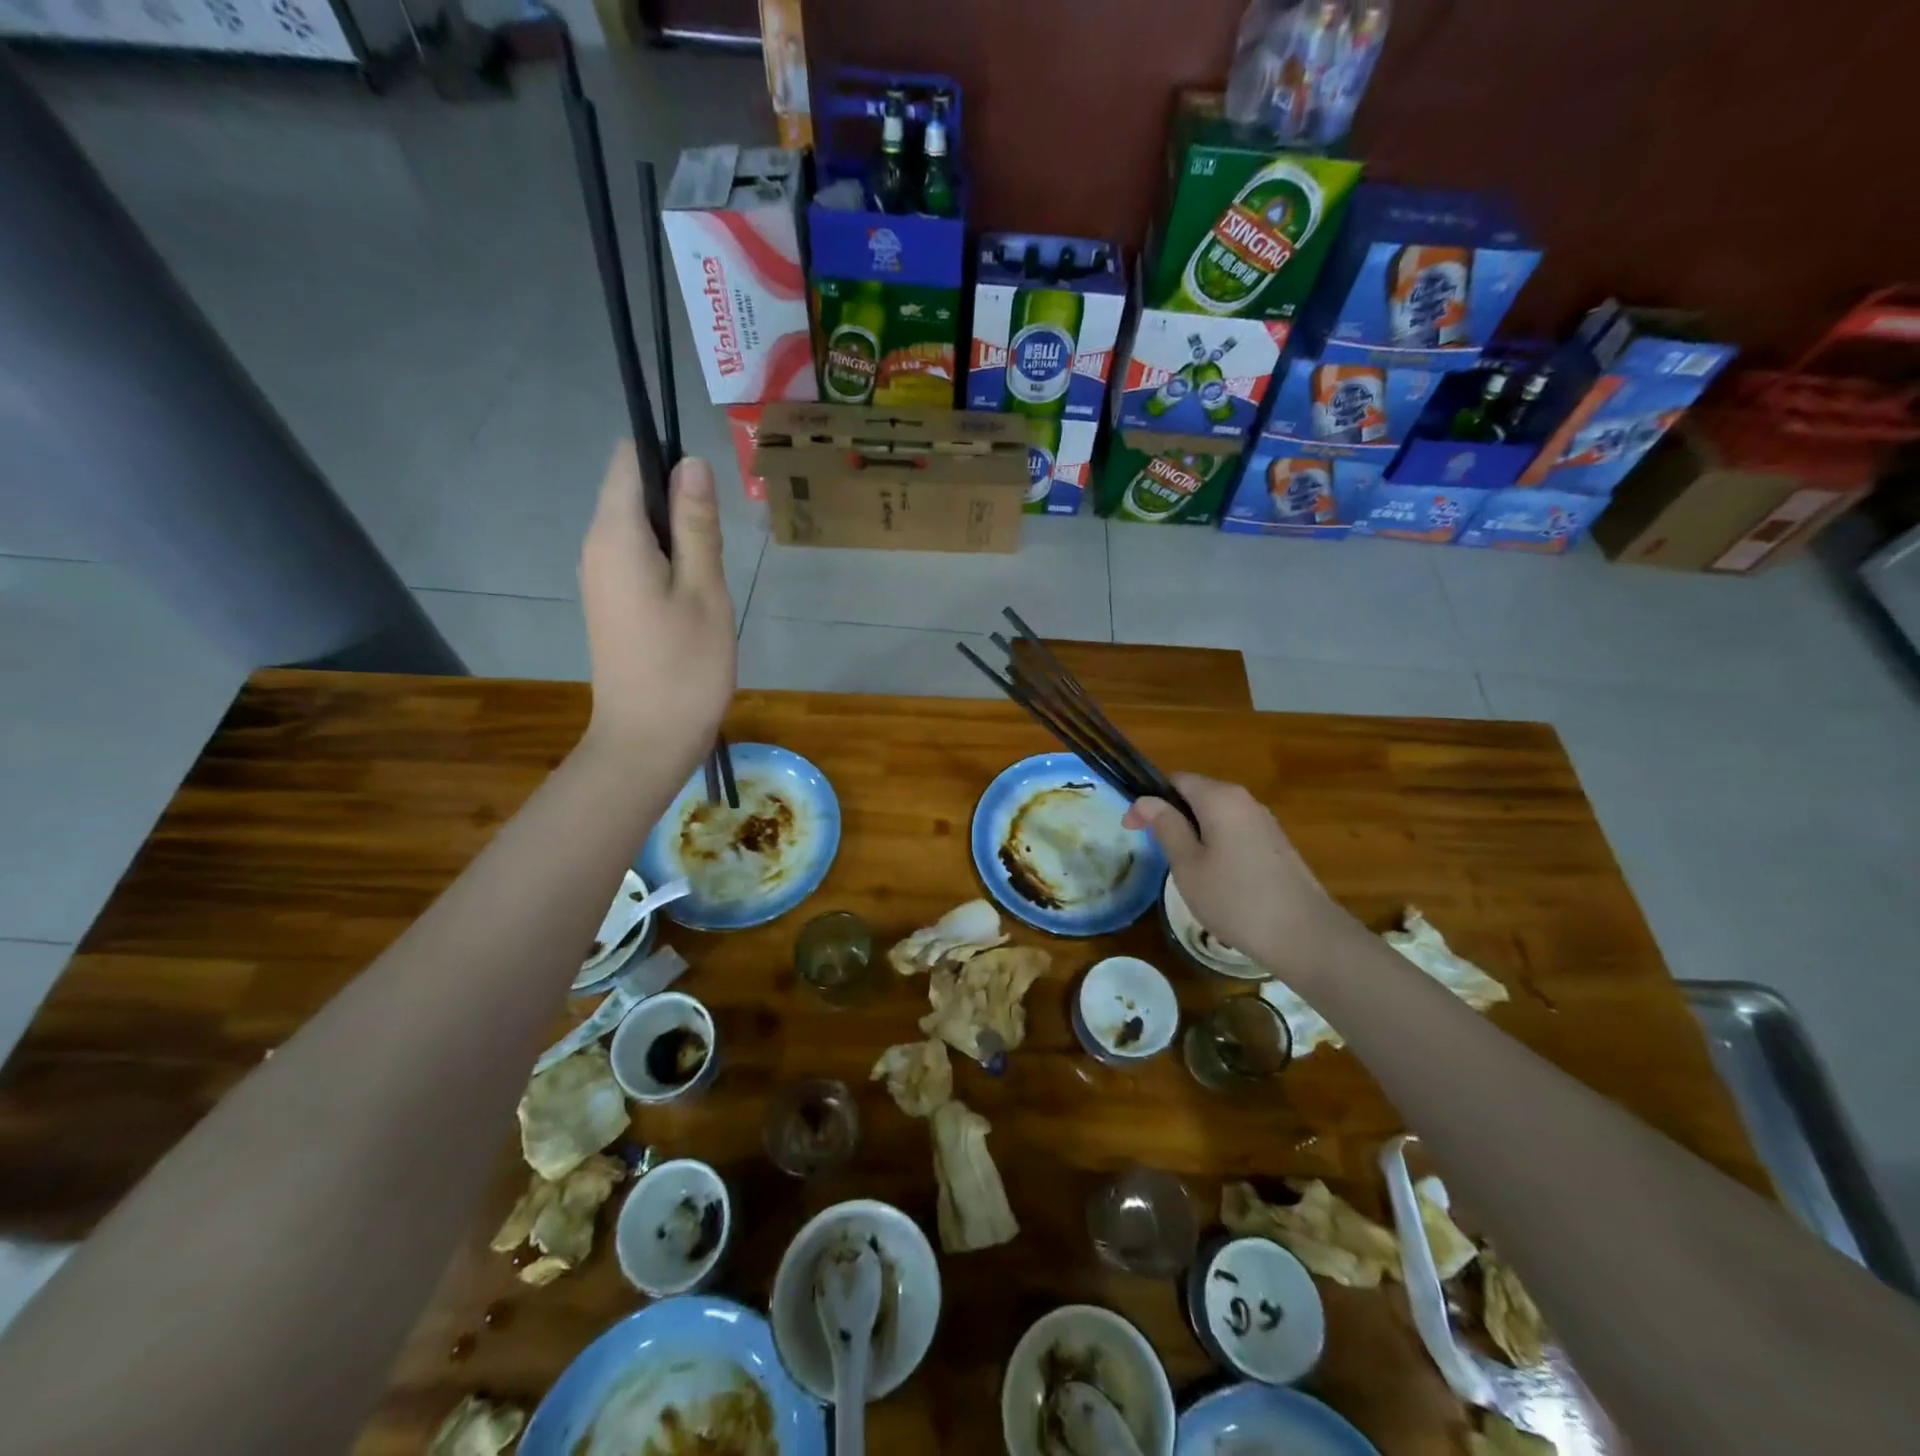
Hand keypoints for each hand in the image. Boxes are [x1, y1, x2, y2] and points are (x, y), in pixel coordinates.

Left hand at [578, 445, 735, 768]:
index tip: (709, 496)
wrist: (647, 740)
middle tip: (719, 548)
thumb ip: (698, 524)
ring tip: (711, 578)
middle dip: (680, 503)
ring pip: (640, 527)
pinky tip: (695, 597)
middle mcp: (596, 547)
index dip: (669, 459)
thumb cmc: (685, 668)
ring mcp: (599, 577)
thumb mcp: (704, 591)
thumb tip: (691, 462)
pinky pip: (637, 557)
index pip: (629, 460)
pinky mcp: (610, 602)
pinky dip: (668, 561)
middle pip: (633, 492)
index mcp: (615, 536)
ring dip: (679, 536)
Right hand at [1124, 772, 1358, 977]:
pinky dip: (1216, 845)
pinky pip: (1235, 832)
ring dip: (1194, 833)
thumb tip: (1145, 800)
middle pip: (1197, 795)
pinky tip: (1215, 879)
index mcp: (1220, 798)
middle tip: (1155, 851)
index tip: (1133, 830)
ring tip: (1183, 869)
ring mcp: (1265, 822)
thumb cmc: (1235, 899)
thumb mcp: (1187, 864)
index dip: (1149, 800)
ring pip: (1217, 816)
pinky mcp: (1276, 845)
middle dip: (1172, 817)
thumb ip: (1166, 827)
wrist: (1304, 936)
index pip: (1176, 780)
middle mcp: (1244, 800)